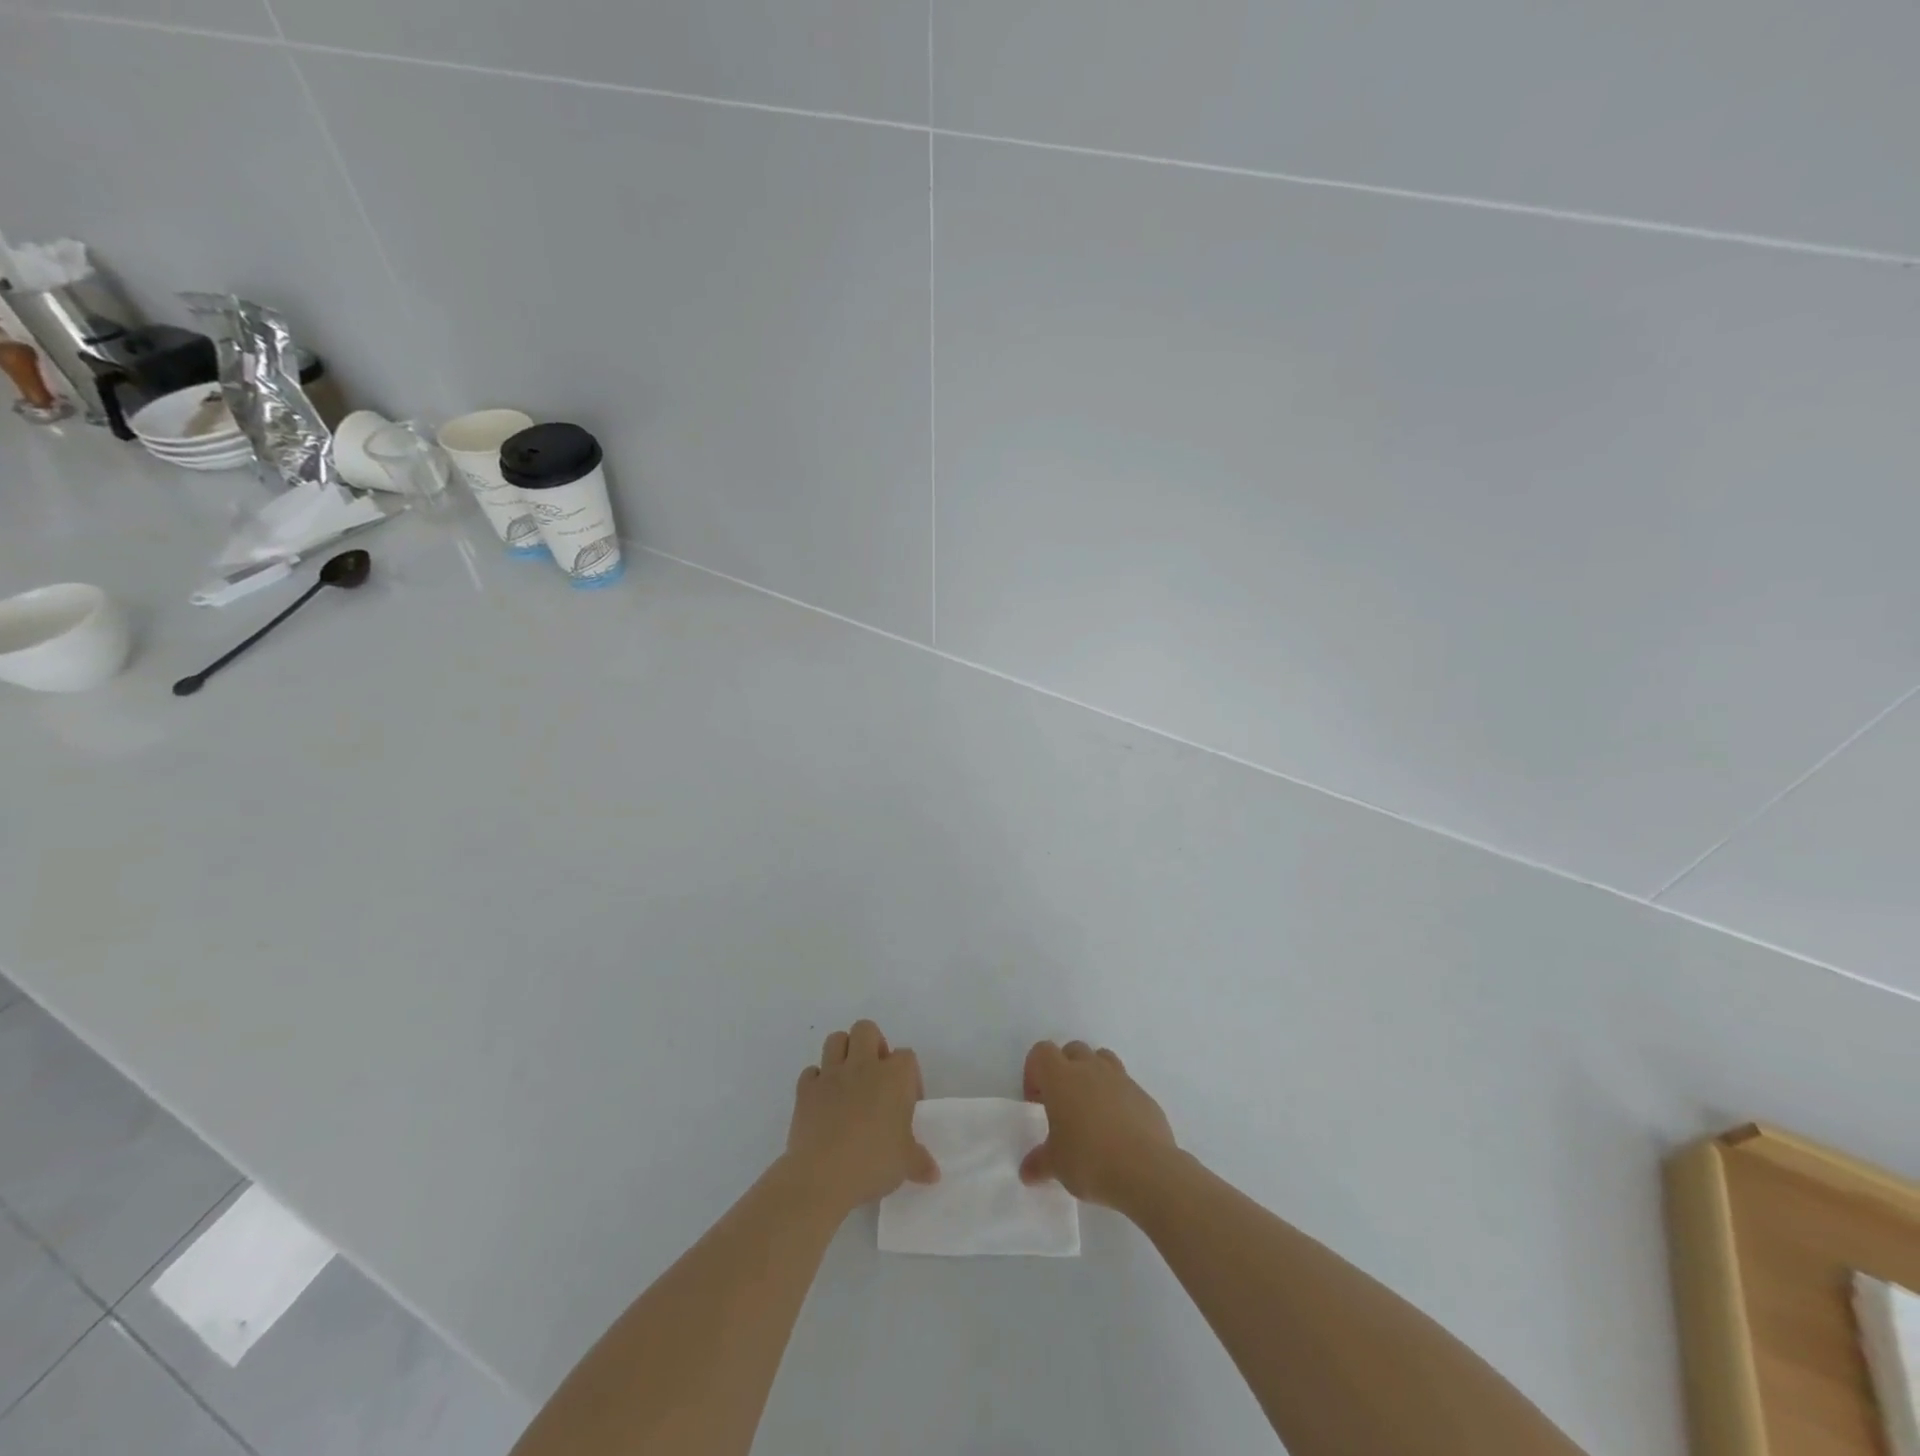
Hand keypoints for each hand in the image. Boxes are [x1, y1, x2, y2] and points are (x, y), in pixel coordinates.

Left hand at [786, 1020, 937, 1215]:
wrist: (822, 1176)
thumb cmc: (873, 1163)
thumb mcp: (905, 1165)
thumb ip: (920, 1162)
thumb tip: (933, 1173)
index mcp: (894, 1077)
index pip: (907, 1056)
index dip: (909, 1076)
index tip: (907, 1103)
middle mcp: (863, 1066)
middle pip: (866, 1029)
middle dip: (872, 1045)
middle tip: (876, 1077)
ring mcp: (831, 1075)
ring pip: (836, 1039)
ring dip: (843, 1053)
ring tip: (848, 1081)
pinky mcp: (805, 1090)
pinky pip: (810, 1072)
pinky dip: (817, 1082)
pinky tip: (822, 1102)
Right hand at [1020, 1040, 1177, 1211]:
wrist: (1146, 1170)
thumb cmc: (1090, 1160)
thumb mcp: (1056, 1166)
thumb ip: (1039, 1163)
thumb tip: (1027, 1171)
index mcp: (1061, 1077)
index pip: (1041, 1052)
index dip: (1034, 1072)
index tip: (1037, 1103)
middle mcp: (1090, 1069)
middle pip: (1072, 1050)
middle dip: (1064, 1070)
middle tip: (1063, 1105)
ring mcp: (1121, 1079)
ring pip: (1102, 1059)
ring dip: (1093, 1076)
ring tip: (1092, 1111)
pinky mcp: (1144, 1096)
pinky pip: (1125, 1086)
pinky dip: (1118, 1098)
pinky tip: (1118, 1130)